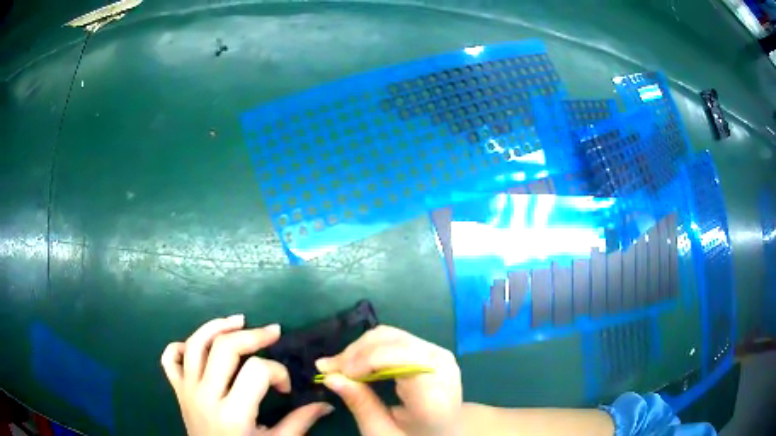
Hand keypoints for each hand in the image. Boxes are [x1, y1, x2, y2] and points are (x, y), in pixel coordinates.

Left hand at [161, 315, 333, 435]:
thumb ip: (300, 422)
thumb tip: (325, 403)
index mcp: (233, 413)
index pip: (256, 372)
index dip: (278, 372)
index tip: (286, 388)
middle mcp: (206, 395)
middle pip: (224, 348)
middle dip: (252, 335)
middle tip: (273, 332)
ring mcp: (187, 390)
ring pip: (195, 344)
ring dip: (216, 326)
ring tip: (238, 321)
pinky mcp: (177, 390)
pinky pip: (169, 359)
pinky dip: (180, 346)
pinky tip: (198, 346)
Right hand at [315, 326, 461, 435]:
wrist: (448, 432)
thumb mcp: (383, 432)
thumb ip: (360, 404)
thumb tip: (329, 376)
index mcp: (434, 392)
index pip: (396, 357)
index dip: (360, 360)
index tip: (331, 373)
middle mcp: (441, 364)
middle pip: (390, 341)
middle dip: (354, 352)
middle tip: (327, 369)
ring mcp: (439, 353)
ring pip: (390, 335)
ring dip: (359, 348)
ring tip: (338, 367)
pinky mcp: (432, 349)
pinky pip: (396, 338)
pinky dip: (371, 347)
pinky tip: (356, 363)